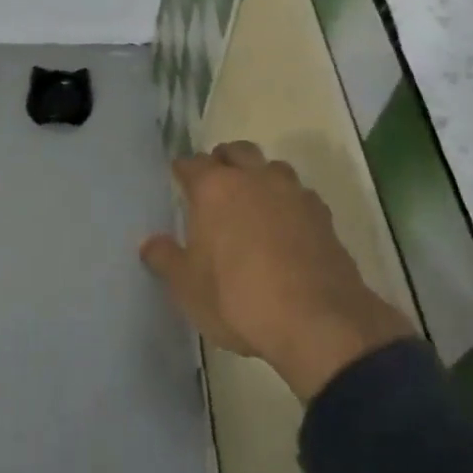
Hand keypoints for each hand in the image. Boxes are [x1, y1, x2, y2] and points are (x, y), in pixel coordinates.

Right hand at [140, 142, 415, 400]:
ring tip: (253, 202)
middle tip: (215, 182)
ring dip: (260, 177)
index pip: (192, 163)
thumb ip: (165, 259)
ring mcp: (293, 193)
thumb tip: (149, 243)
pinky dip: (288, 203)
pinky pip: (299, 196)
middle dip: (224, 160)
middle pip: (237, 151)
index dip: (183, 170)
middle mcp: (254, 178)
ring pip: (272, 168)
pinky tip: (286, 227)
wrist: (317, 321)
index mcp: (215, 188)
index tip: (178, 178)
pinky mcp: (323, 215)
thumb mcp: (188, 288)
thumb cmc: (238, 299)